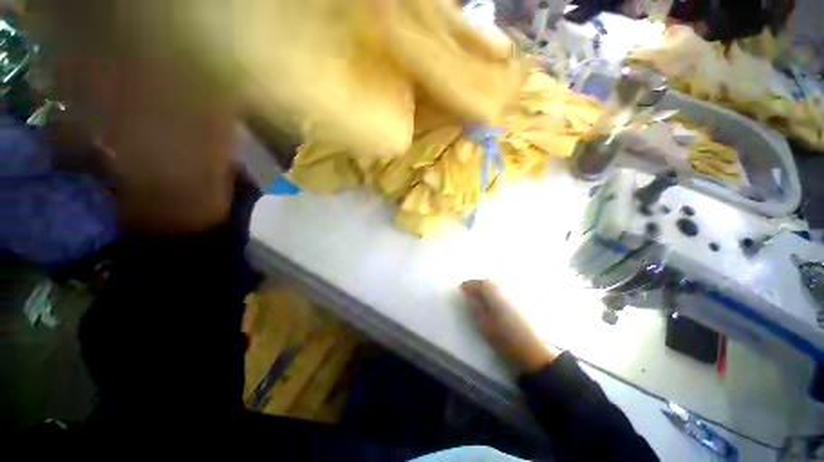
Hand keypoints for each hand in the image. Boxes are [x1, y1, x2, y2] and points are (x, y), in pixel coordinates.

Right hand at [460, 280, 557, 372]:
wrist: (531, 350)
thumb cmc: (504, 338)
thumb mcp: (484, 324)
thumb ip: (475, 306)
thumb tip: (468, 295)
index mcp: (495, 296)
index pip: (480, 284)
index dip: (469, 285)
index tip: (460, 288)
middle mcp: (505, 293)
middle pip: (489, 282)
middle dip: (476, 284)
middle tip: (467, 290)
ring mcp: (513, 297)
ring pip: (496, 286)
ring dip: (484, 287)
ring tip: (476, 294)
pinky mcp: (518, 304)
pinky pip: (501, 291)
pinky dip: (492, 291)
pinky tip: (489, 299)